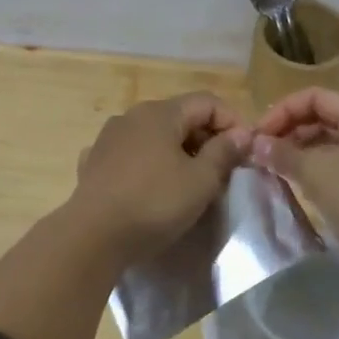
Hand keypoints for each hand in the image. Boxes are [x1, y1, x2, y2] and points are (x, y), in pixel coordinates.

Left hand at [71, 93, 250, 260]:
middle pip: (180, 117)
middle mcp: (132, 116)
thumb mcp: (201, 181)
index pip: (208, 102)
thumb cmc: (154, 203)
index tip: (246, 152)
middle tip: (223, 170)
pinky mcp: (93, 163)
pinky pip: (131, 155)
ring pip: (154, 136)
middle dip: (206, 138)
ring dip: (177, 152)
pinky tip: (151, 185)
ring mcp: (108, 138)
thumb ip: (224, 152)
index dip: (233, 122)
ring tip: (189, 181)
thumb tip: (241, 133)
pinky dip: (148, 164)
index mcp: (161, 113)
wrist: (92, 236)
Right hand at [250, 88, 338, 258]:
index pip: (318, 97)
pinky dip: (318, 172)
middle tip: (262, 153)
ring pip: (333, 145)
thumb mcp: (316, 172)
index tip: (259, 135)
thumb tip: (256, 143)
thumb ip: (283, 154)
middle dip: (291, 131)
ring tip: (275, 169)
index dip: (284, 110)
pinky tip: (298, 186)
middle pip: (326, 118)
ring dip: (302, 153)